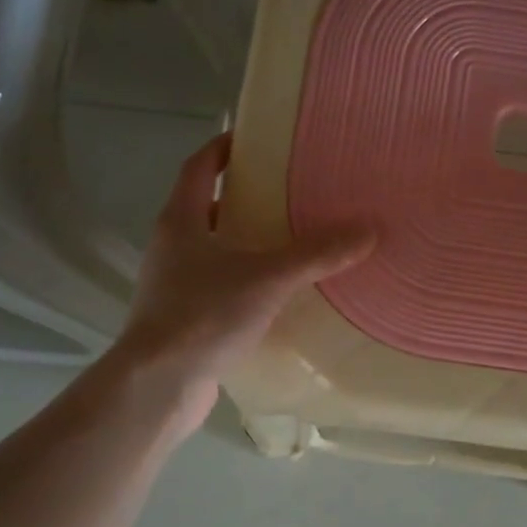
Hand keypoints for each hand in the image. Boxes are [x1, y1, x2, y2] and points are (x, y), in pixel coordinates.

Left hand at [112, 134, 372, 428]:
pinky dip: (246, 285)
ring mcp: (174, 286)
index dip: (223, 148)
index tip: (255, 139)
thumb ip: (317, 254)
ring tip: (292, 243)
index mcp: (182, 221)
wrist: (158, 386)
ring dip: (247, 244)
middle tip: (290, 193)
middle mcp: (172, 247)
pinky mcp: (184, 320)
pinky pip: (219, 289)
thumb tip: (368, 229)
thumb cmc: (204, 315)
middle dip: (245, 199)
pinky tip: (278, 297)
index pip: (199, 167)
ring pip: (214, 252)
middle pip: (208, 208)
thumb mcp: (268, 278)